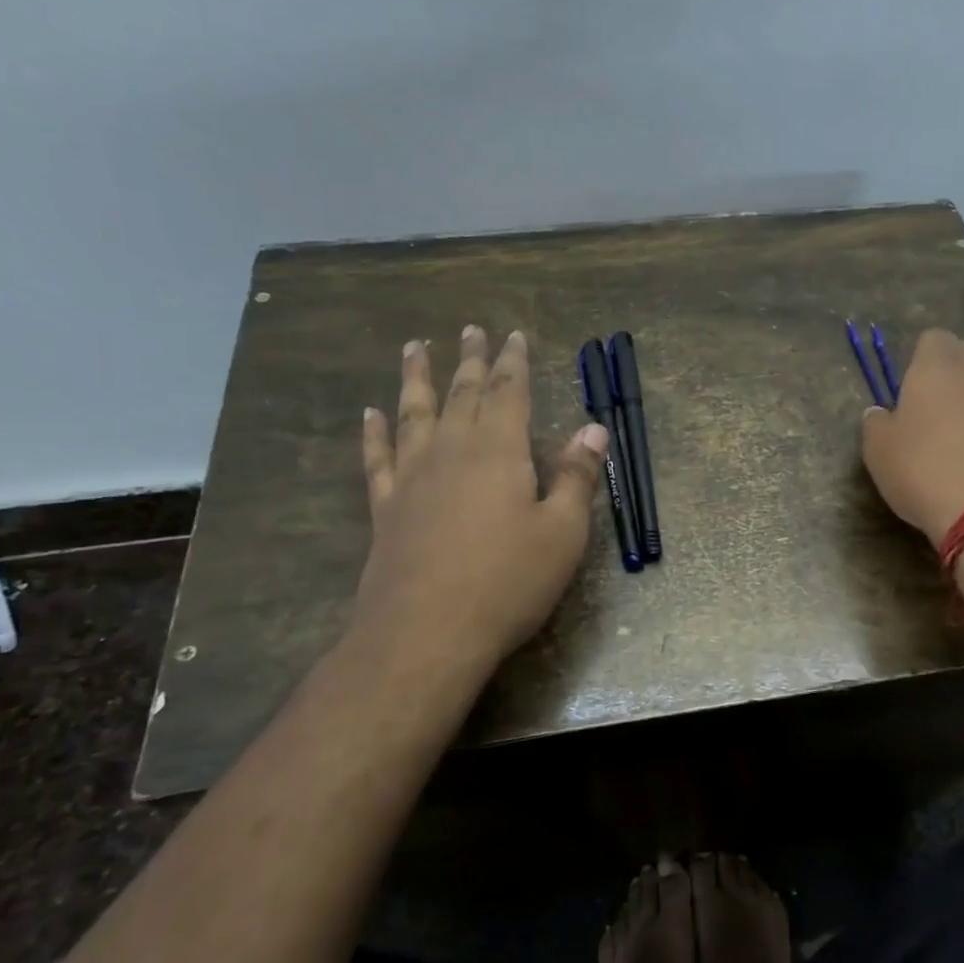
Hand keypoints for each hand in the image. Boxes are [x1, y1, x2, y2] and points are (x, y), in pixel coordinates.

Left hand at [350, 325, 608, 682]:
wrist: (427, 632)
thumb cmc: (508, 581)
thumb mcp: (562, 532)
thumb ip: (577, 477)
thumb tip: (592, 429)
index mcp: (499, 451)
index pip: (508, 392)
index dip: (513, 363)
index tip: (513, 335)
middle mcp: (452, 451)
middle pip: (461, 393)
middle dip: (470, 360)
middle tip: (470, 330)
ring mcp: (412, 478)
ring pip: (414, 413)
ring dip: (416, 378)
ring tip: (414, 348)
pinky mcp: (386, 508)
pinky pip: (378, 458)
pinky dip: (375, 432)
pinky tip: (371, 414)